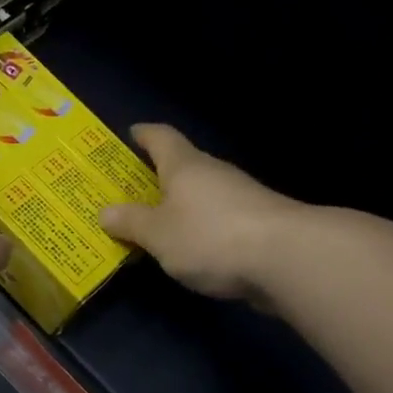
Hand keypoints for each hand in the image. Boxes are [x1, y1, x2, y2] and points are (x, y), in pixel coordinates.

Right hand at [99, 124, 300, 301]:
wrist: (287, 258)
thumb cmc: (210, 236)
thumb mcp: (158, 233)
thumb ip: (131, 222)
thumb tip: (105, 212)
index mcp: (185, 166)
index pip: (161, 137)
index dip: (144, 134)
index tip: (131, 134)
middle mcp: (213, 173)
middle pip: (183, 166)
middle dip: (159, 175)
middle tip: (132, 190)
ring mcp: (240, 197)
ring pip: (202, 194)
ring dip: (181, 205)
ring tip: (158, 224)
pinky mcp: (258, 224)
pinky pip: (218, 219)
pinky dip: (201, 227)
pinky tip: (192, 248)